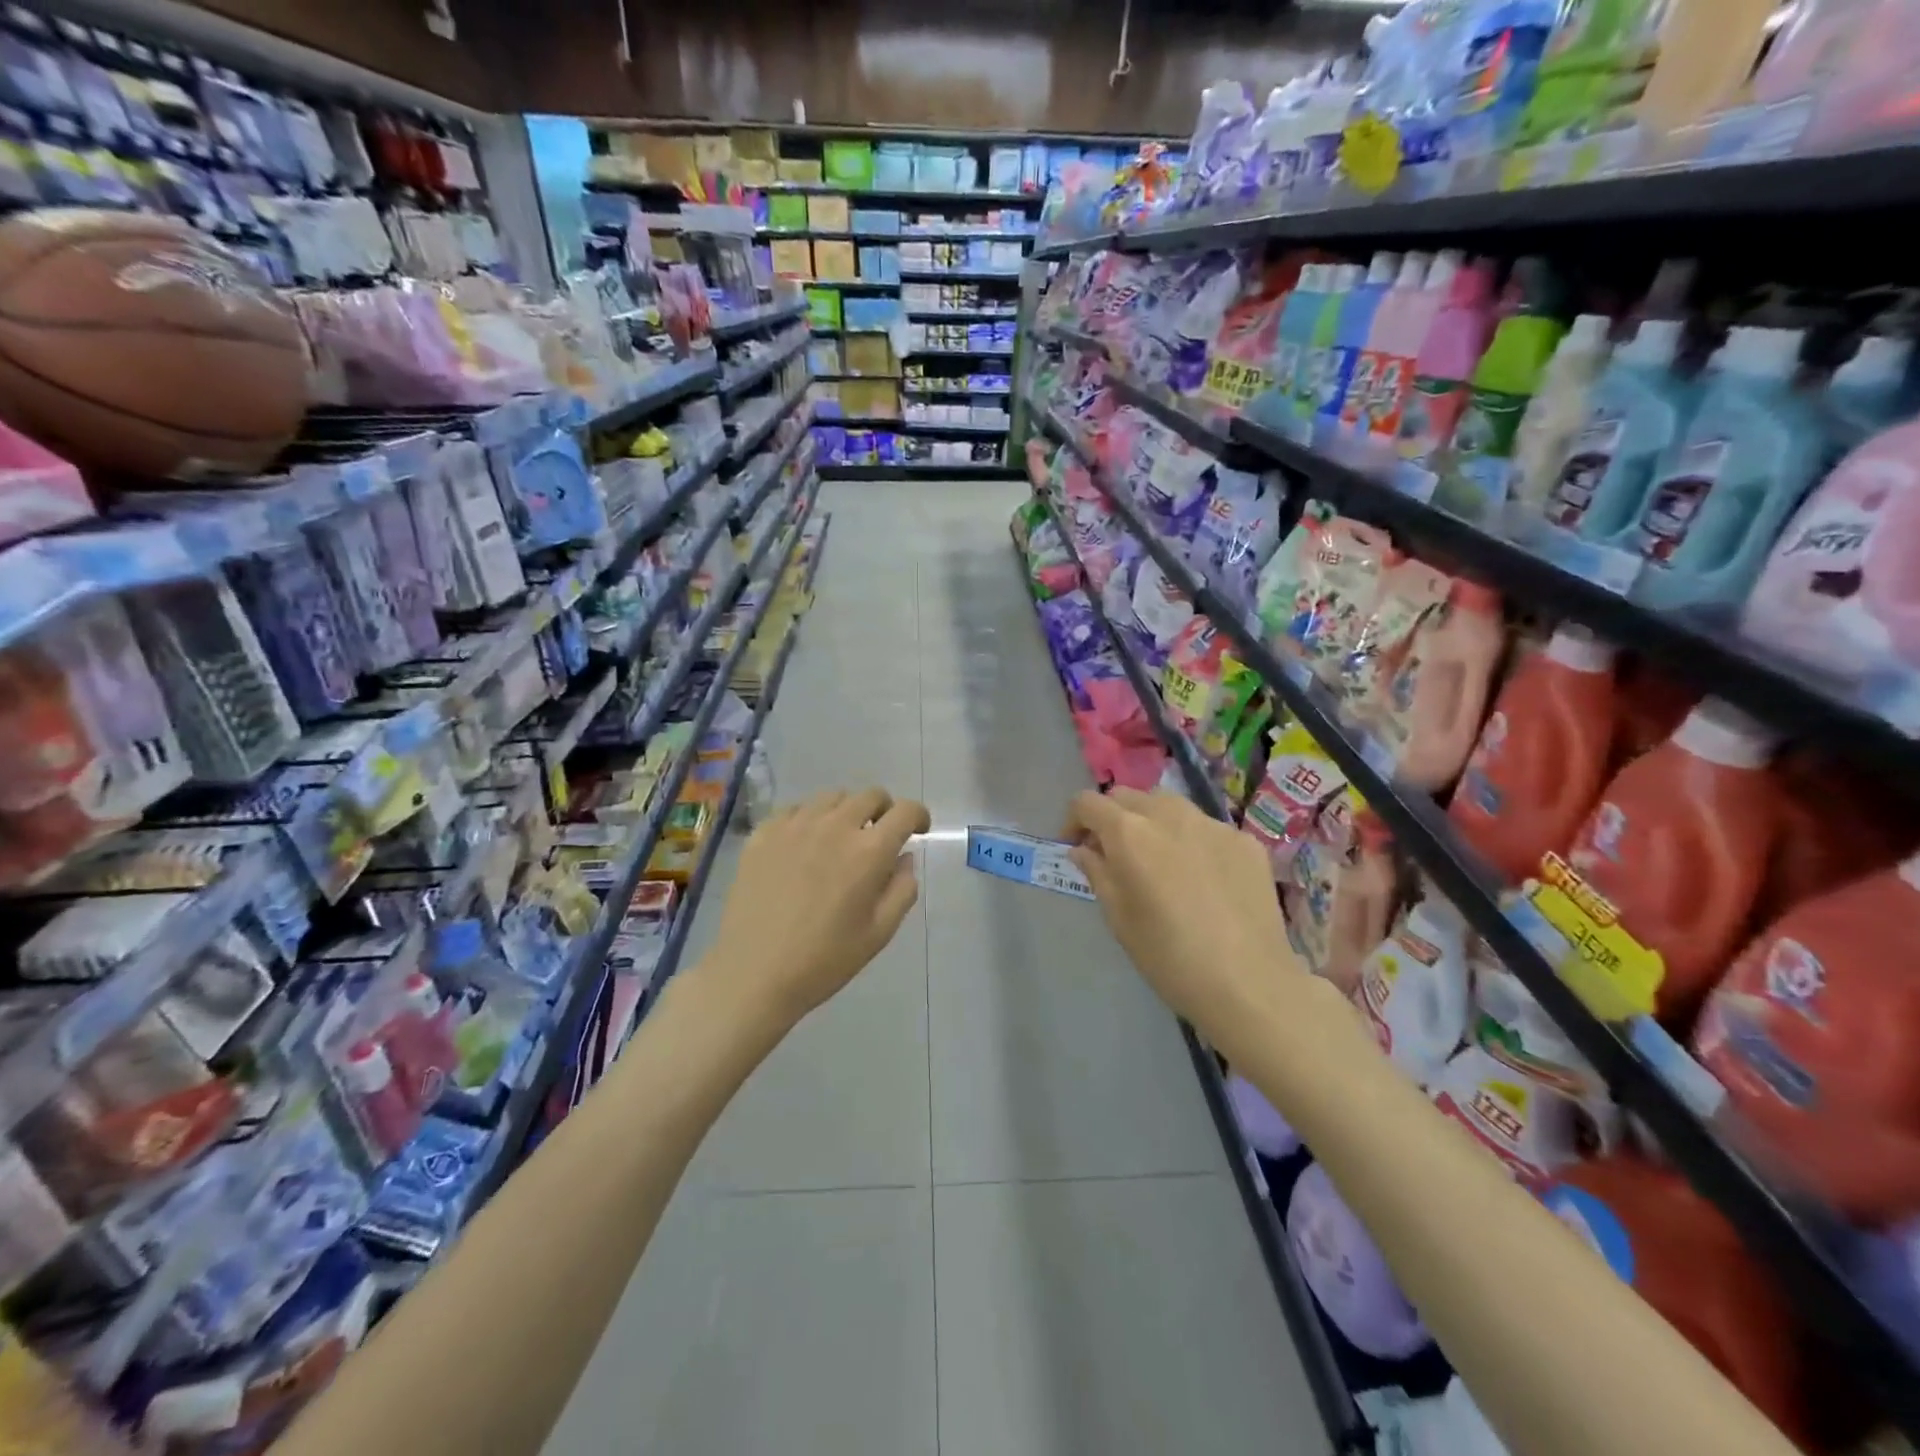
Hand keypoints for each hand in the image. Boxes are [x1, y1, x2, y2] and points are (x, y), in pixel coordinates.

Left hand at [700, 788, 929, 1026]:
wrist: (753, 973)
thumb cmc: (824, 959)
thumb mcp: (879, 933)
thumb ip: (902, 889)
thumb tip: (904, 858)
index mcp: (869, 851)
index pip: (905, 811)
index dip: (919, 816)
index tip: (918, 830)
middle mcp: (835, 826)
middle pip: (870, 795)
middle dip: (884, 810)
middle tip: (880, 835)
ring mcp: (795, 825)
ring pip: (832, 797)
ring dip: (847, 811)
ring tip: (840, 838)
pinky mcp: (763, 833)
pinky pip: (795, 809)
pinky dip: (810, 819)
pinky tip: (804, 844)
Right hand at [1064, 788, 1306, 1041]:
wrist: (1249, 984)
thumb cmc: (1169, 957)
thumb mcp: (1118, 918)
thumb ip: (1097, 872)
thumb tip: (1083, 849)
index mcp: (1129, 833)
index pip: (1087, 802)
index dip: (1074, 821)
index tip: (1076, 847)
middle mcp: (1169, 814)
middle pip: (1127, 796)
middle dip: (1112, 818)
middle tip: (1114, 854)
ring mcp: (1212, 823)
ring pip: (1168, 805)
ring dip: (1151, 822)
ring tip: (1159, 860)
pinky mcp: (1244, 840)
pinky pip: (1205, 828)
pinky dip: (1191, 841)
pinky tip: (1201, 879)